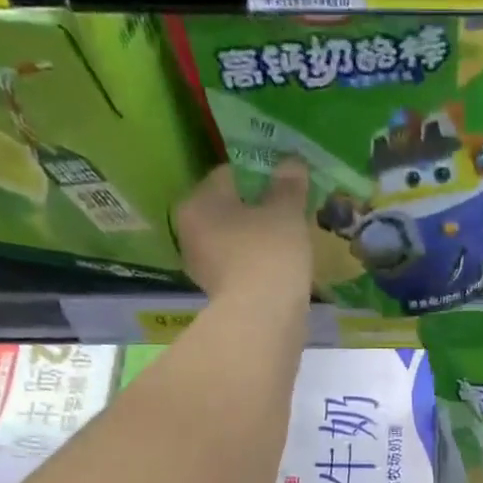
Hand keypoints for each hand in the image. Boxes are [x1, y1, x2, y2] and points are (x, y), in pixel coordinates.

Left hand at [175, 160, 311, 305]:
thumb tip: (292, 162)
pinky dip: (259, 265)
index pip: (229, 174)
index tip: (286, 183)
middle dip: (258, 209)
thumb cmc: (269, 254)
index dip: (261, 174)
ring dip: (259, 239)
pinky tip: (283, 267)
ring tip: (290, 240)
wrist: (263, 320)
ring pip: (236, 241)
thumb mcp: (286, 212)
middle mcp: (190, 233)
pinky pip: (242, 268)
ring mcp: (203, 268)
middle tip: (290, 211)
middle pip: (229, 210)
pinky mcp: (221, 296)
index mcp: (198, 203)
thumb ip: (288, 185)